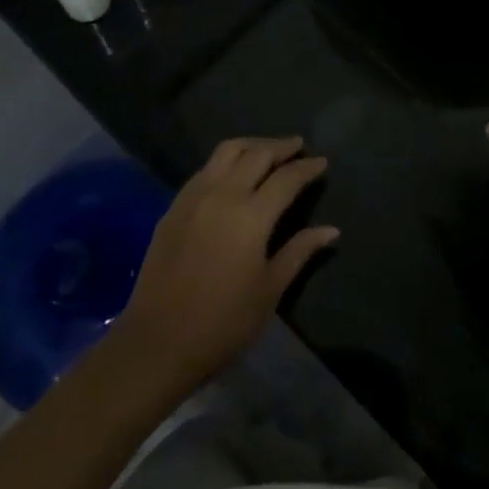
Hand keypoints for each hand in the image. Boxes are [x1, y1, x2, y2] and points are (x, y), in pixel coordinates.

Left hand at [114, 137, 337, 392]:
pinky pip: (205, 168)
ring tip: (268, 151)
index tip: (322, 161)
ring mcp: (194, 197)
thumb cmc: (222, 323)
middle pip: (257, 154)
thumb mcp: (269, 290)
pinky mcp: (174, 207)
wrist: (156, 343)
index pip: (286, 177)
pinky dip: (226, 160)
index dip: (307, 167)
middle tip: (299, 146)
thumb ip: (299, 252)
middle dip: (281, 147)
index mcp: (251, 216)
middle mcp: (223, 194)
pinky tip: (233, 173)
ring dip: (252, 145)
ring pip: (227, 152)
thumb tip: (331, 230)